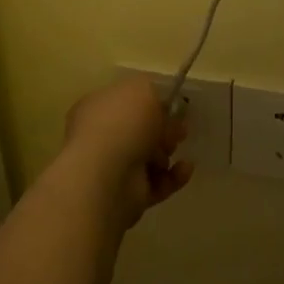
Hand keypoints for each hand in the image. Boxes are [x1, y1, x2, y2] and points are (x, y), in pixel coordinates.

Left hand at [61, 77, 193, 225]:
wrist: (108, 176)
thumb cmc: (122, 124)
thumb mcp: (142, 88)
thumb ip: (155, 89)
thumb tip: (163, 105)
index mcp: (98, 108)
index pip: (126, 101)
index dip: (152, 101)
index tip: (175, 103)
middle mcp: (102, 137)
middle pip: (140, 130)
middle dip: (164, 128)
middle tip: (180, 127)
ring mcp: (114, 168)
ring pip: (150, 157)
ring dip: (167, 151)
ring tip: (172, 148)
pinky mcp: (130, 195)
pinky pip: (159, 182)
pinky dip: (174, 176)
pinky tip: (185, 168)